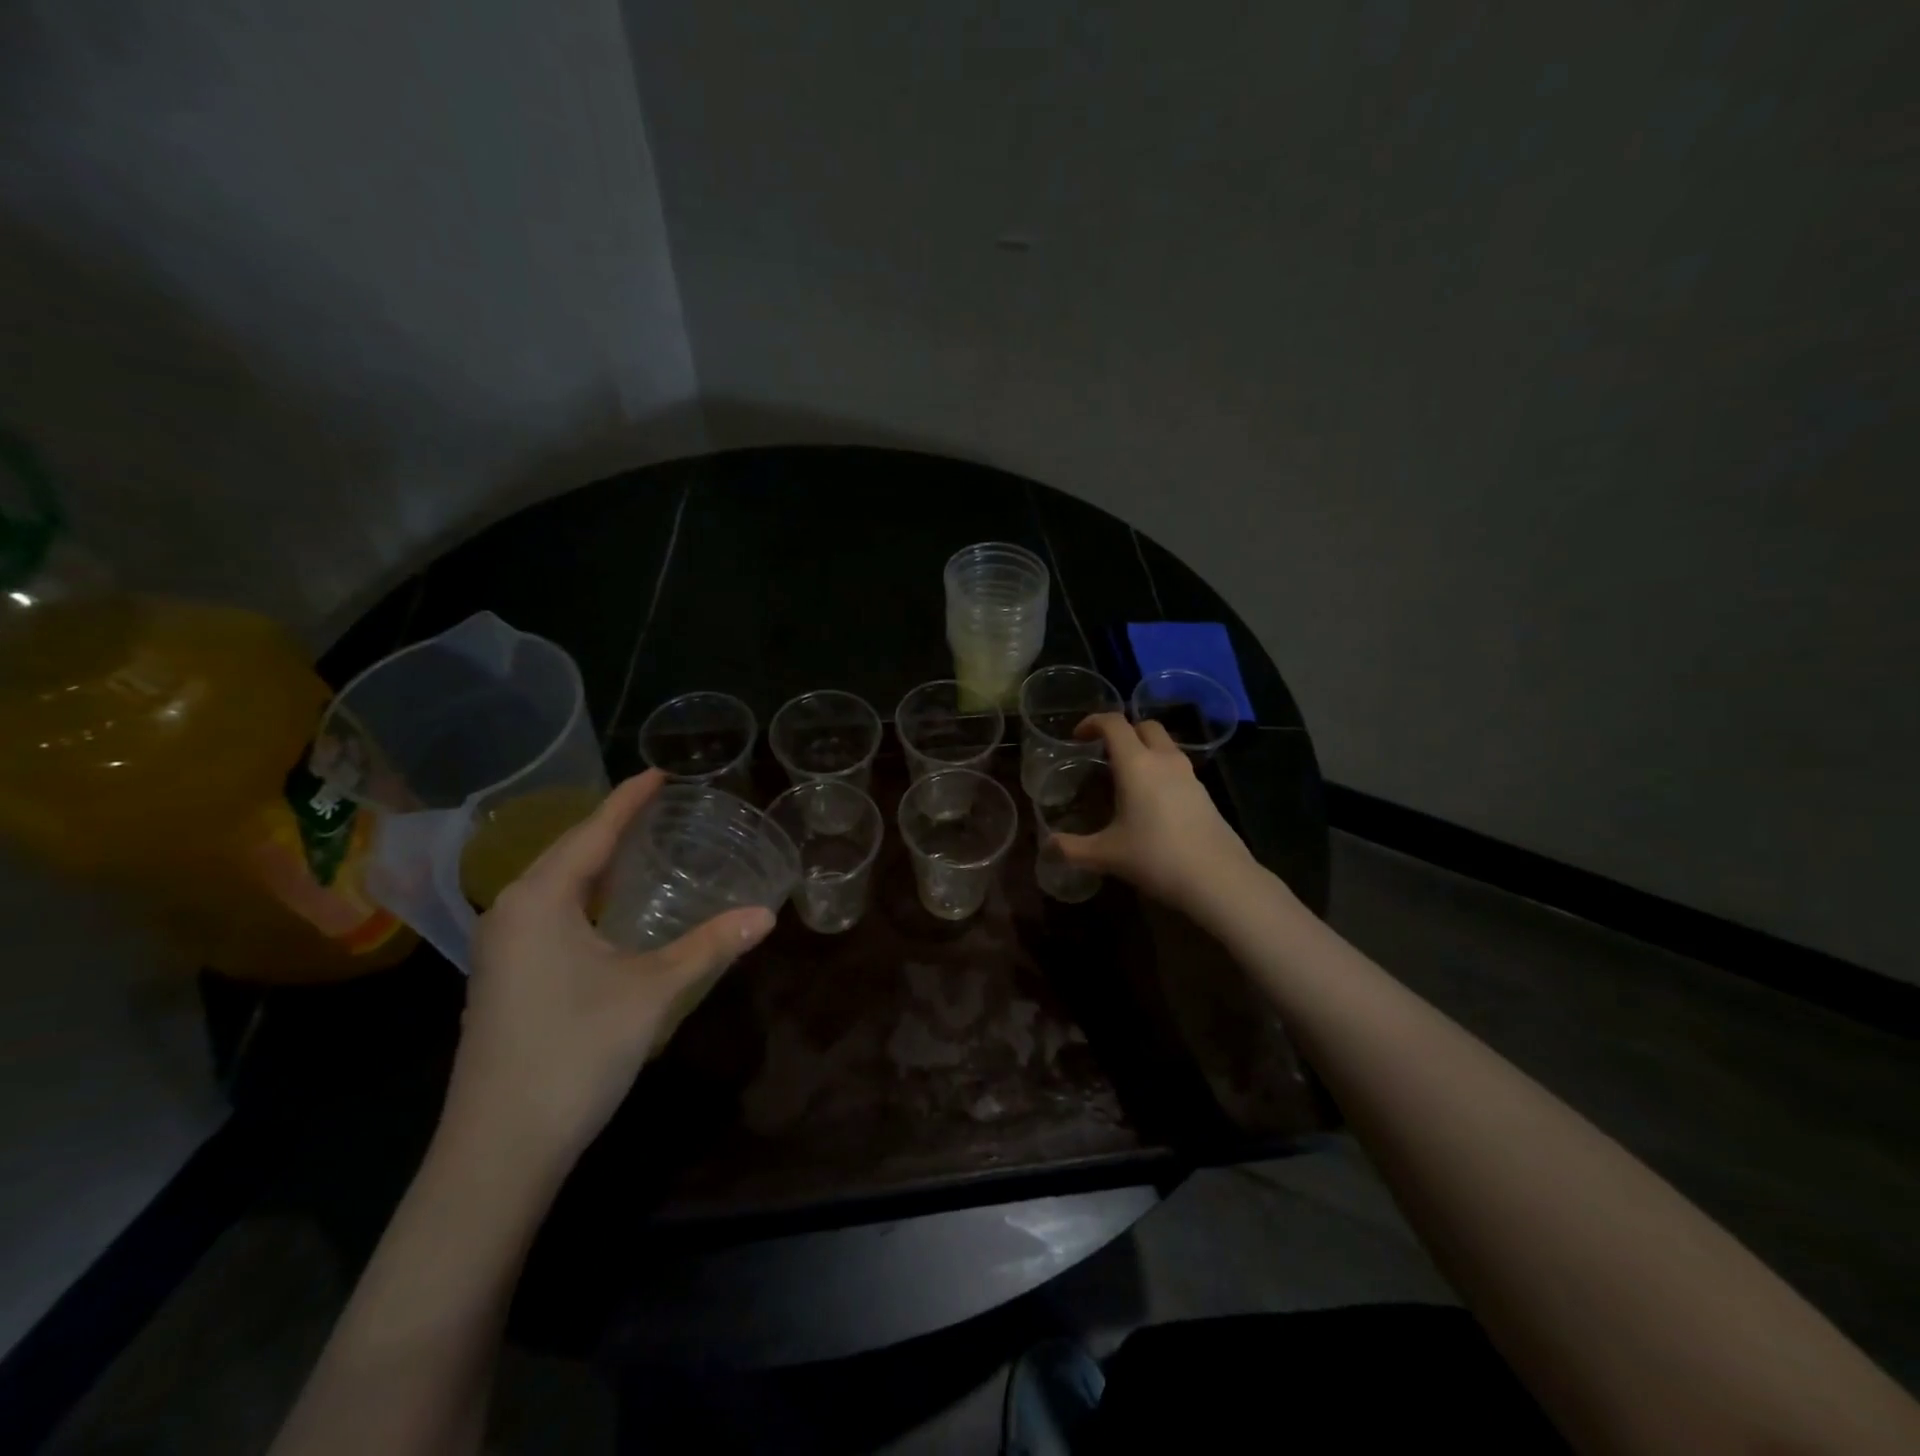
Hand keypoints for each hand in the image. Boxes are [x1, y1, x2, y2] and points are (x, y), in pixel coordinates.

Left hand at [441, 771, 776, 1175]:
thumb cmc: (575, 1052)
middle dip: (611, 825)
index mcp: (540, 900)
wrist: (498, 1150)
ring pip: (554, 884)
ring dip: (595, 861)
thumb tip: (766, 915)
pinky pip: (547, 912)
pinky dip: (583, 894)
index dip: (629, 800)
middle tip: (657, 806)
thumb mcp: (654, 991)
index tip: (659, 772)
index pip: (593, 832)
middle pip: (568, 851)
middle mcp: (511, 912)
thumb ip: (711, 946)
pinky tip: (606, 908)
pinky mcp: (503, 978)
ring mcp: (501, 948)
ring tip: (637, 845)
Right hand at [1051, 713, 1257, 909]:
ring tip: (1125, 777)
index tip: (1077, 736)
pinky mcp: (1204, 793)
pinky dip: (1160, 770)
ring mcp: (1189, 775)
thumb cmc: (1156, 857)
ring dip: (1144, 750)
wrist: (1219, 879)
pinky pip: (1177, 767)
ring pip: (1165, 745)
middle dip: (1123, 731)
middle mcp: (1164, 760)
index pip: (1114, 723)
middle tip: (1104, 753)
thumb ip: (1072, 848)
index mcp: (1137, 764)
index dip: (1092, 722)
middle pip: (1145, 726)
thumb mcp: (1107, 855)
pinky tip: (1151, 801)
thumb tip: (1047, 847)